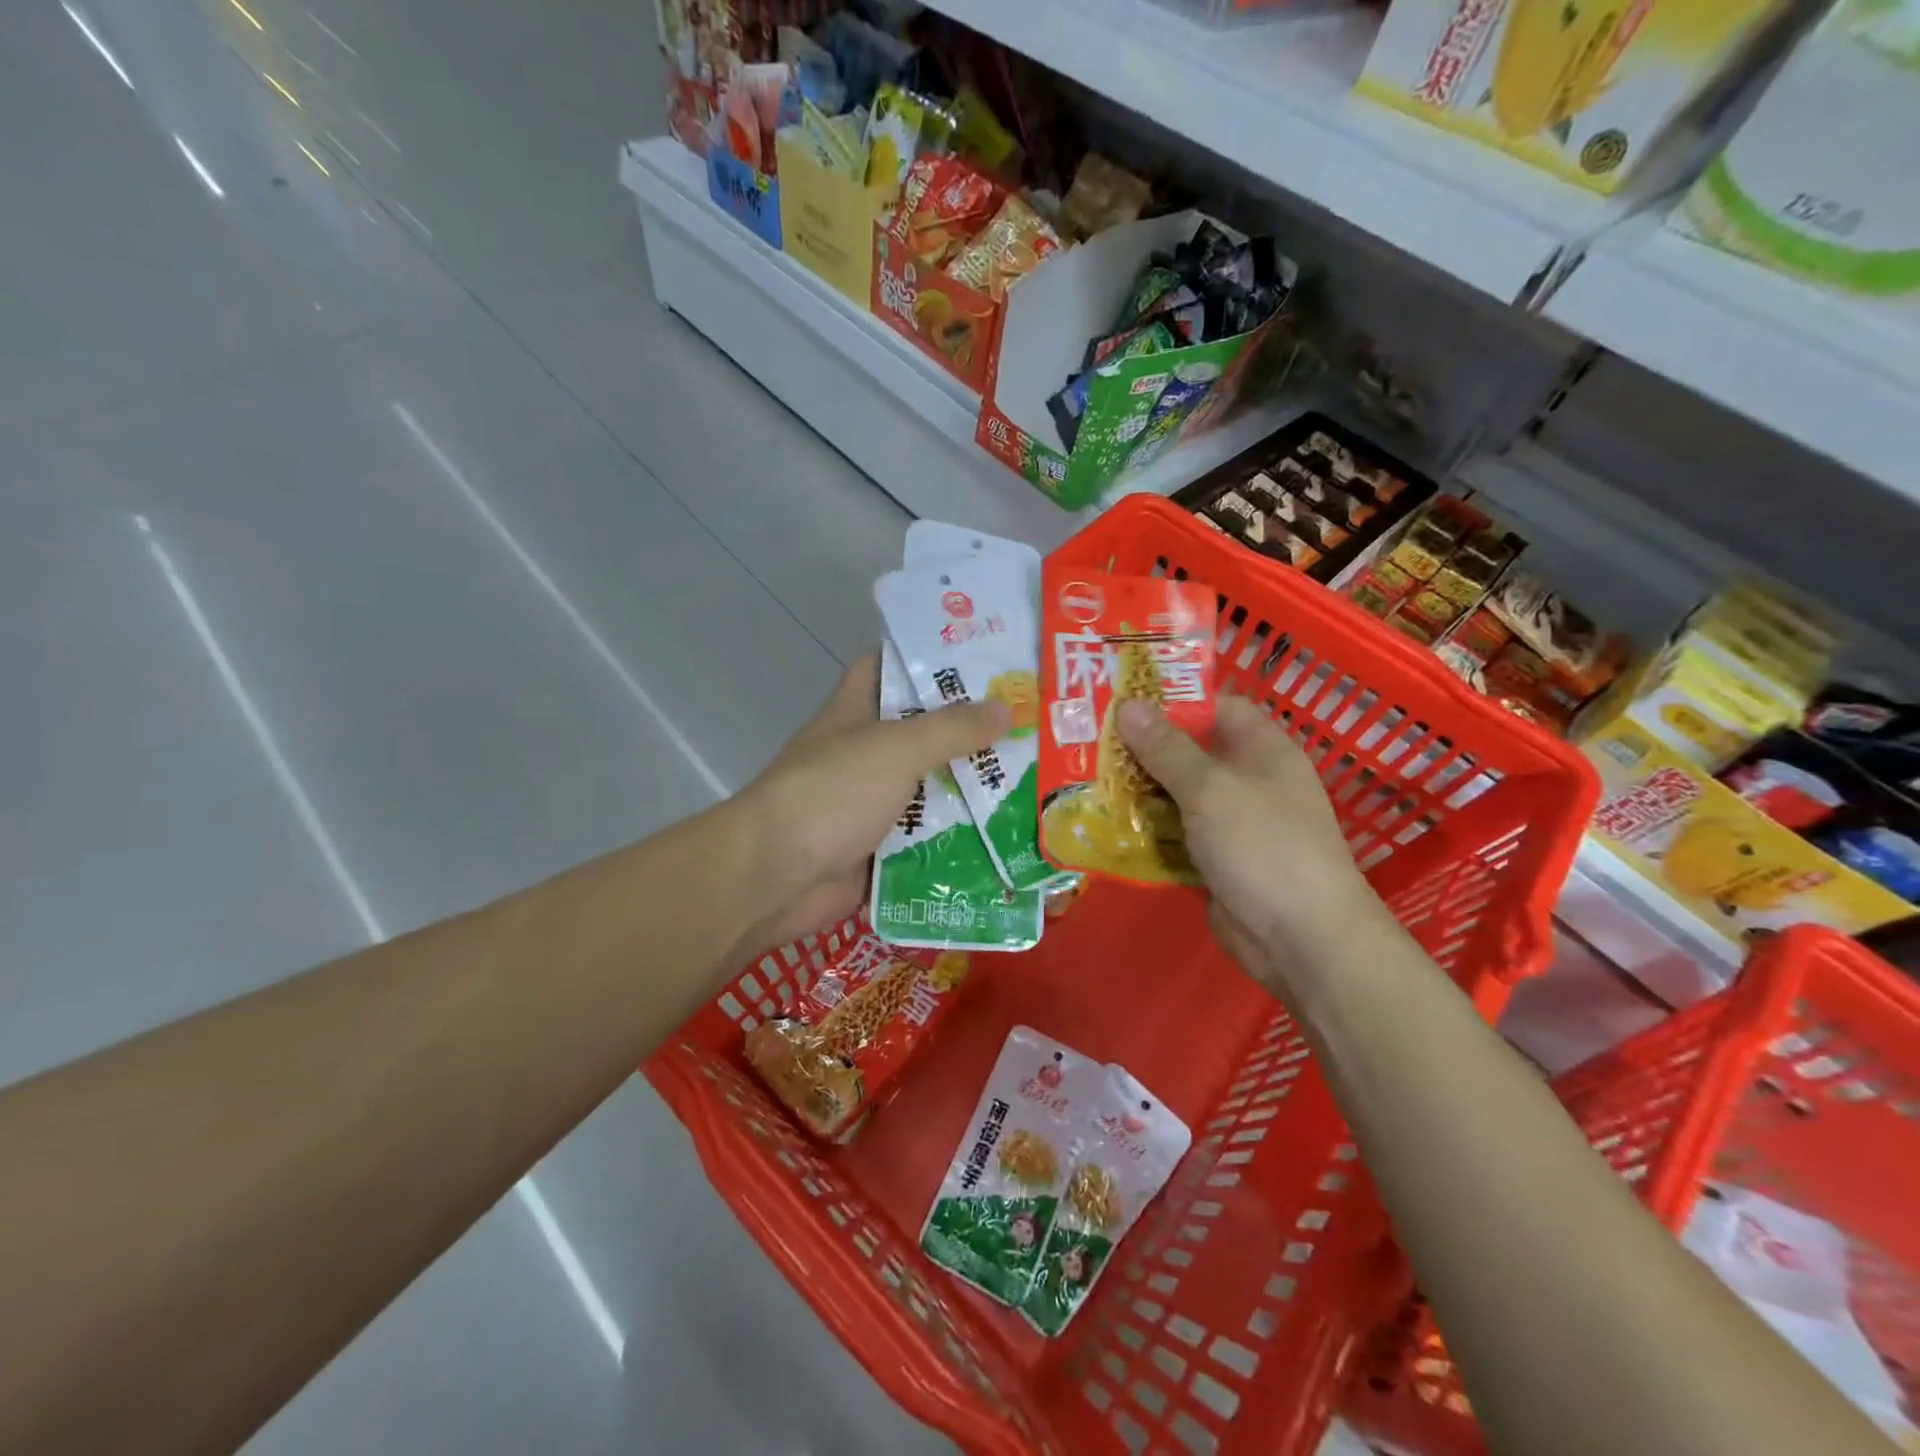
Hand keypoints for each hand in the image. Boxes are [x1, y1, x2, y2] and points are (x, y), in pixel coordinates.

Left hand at [730, 653, 1007, 958]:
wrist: (776, 877)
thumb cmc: (832, 792)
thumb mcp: (895, 748)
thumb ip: (951, 728)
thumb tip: (1005, 708)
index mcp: (855, 713)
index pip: (887, 667)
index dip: (927, 657)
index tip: (980, 656)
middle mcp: (864, 754)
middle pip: (922, 732)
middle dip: (970, 729)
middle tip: (1029, 722)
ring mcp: (871, 804)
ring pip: (930, 789)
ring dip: (972, 790)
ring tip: (1035, 779)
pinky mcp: (880, 850)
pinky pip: (928, 840)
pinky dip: (960, 840)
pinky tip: (1009, 837)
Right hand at [1118, 696, 1384, 996]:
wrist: (1300, 938)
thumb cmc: (1262, 845)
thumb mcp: (1210, 788)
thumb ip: (1166, 748)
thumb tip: (1128, 705)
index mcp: (1261, 750)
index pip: (1217, 707)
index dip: (1175, 702)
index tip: (1124, 702)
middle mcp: (1247, 781)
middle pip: (1189, 753)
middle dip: (1142, 749)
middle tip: (1089, 742)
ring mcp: (1231, 824)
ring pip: (1176, 797)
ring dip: (1137, 793)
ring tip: (1085, 780)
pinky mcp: (1215, 860)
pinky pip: (1174, 836)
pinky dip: (1145, 832)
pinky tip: (1104, 826)